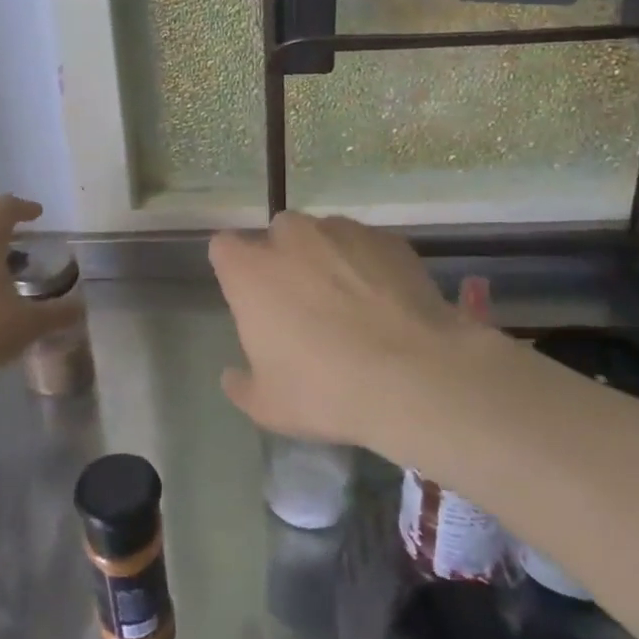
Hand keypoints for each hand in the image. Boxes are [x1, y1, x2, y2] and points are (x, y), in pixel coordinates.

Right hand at [209, 213, 502, 450]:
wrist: (414, 377)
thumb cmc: (325, 390)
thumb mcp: (268, 406)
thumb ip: (242, 385)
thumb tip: (233, 376)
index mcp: (250, 271)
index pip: (224, 247)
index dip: (234, 268)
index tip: (248, 296)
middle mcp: (292, 238)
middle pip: (277, 234)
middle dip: (284, 257)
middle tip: (302, 301)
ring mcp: (343, 232)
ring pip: (325, 234)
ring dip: (328, 257)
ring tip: (351, 301)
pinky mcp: (388, 240)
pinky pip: (367, 245)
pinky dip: (369, 264)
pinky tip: (386, 302)